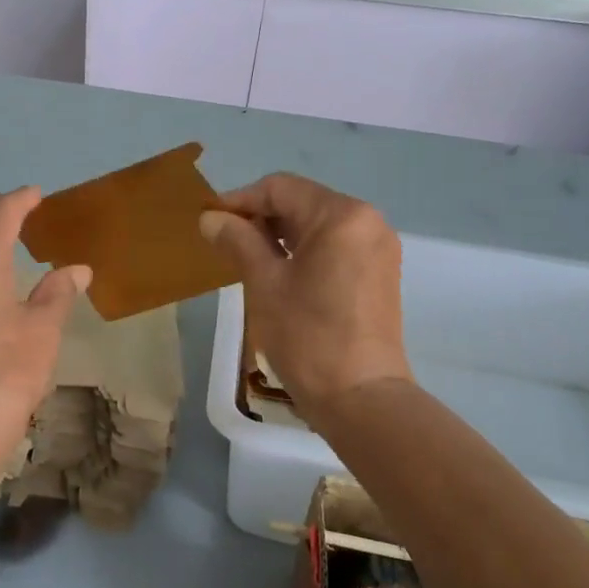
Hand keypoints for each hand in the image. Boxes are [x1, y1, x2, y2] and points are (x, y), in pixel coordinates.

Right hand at [198, 173, 411, 417]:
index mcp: (341, 216)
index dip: (240, 200)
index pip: (280, 189)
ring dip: (279, 234)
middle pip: (301, 202)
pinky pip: (334, 245)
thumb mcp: (264, 283)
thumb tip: (210, 218)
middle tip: (224, 241)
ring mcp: (377, 247)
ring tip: (245, 257)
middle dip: (260, 217)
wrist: (361, 398)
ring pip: (317, 224)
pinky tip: (278, 271)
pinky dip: (303, 250)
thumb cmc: (308, 336)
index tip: (209, 221)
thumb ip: (237, 241)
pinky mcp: (379, 272)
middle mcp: (367, 221)